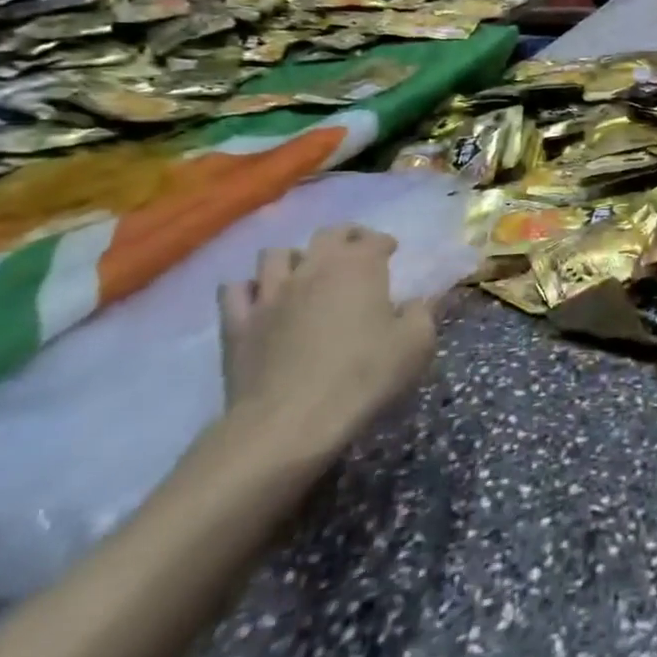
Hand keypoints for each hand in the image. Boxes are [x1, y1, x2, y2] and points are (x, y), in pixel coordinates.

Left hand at [217, 224, 434, 460]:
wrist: (290, 422)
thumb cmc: (362, 378)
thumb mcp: (416, 346)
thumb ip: (422, 314)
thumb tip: (416, 302)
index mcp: (359, 267)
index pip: (374, 239)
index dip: (385, 242)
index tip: (392, 252)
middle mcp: (313, 268)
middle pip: (328, 234)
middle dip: (345, 237)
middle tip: (355, 251)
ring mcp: (270, 293)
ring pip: (276, 254)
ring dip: (294, 258)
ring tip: (304, 273)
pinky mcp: (238, 323)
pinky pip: (234, 290)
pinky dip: (248, 288)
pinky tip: (259, 299)